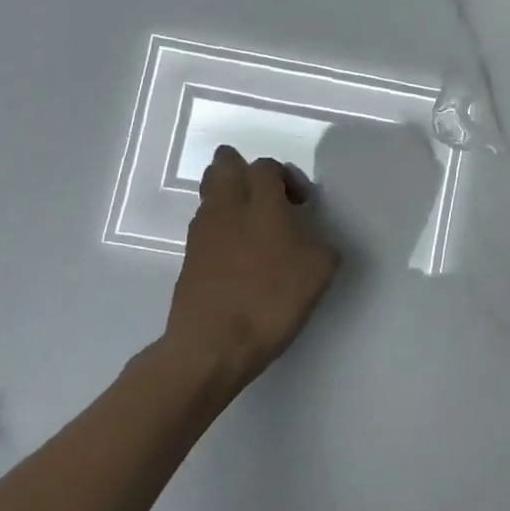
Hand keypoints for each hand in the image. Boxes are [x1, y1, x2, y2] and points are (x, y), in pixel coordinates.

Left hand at [166, 147, 339, 386]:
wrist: (212, 344)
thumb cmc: (272, 298)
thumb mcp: (320, 269)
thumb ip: (320, 242)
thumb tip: (311, 238)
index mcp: (260, 201)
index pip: (266, 166)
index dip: (287, 177)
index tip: (302, 205)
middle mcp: (226, 206)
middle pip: (224, 166)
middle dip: (244, 170)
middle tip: (267, 196)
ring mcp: (202, 232)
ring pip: (210, 194)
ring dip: (230, 198)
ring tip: (254, 226)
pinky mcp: (189, 258)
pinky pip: (205, 226)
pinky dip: (222, 228)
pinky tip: (240, 255)